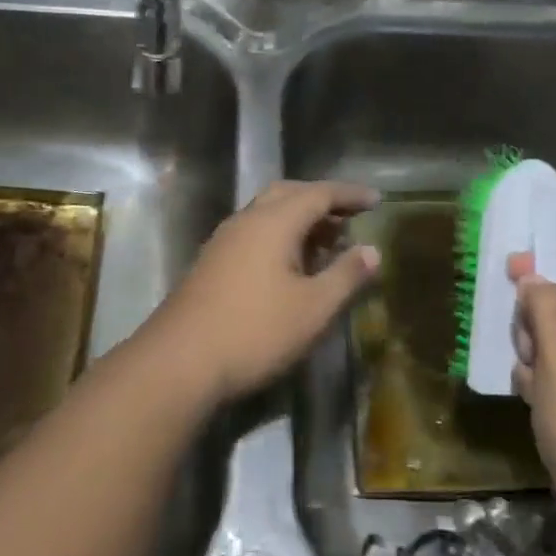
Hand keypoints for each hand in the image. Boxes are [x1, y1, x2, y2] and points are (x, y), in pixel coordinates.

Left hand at [143, 180, 380, 404]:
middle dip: (321, 201)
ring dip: (299, 220)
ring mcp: (223, 242)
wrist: (180, 362)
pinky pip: (254, 234)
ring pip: (267, 214)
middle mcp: (245, 221)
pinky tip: (292, 267)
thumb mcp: (313, 308)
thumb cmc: (255, 331)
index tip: (376, 200)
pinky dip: (280, 237)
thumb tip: (372, 251)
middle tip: (350, 216)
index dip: (350, 194)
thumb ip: (346, 275)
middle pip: (288, 194)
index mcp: (273, 222)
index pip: (318, 193)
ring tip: (328, 242)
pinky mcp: (211, 264)